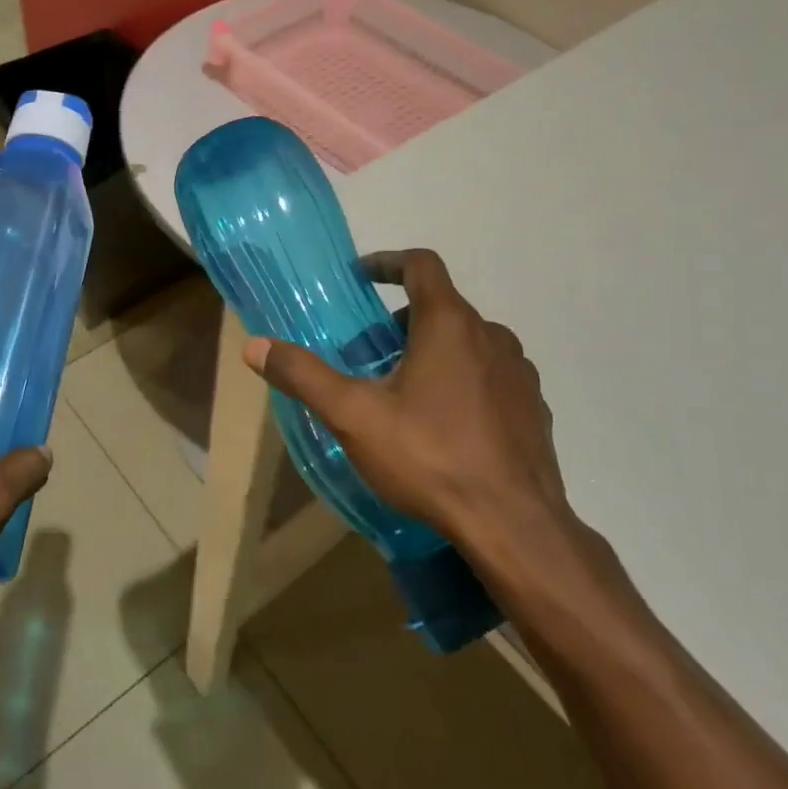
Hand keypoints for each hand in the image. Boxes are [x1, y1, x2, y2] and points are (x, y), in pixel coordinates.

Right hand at [243, 249, 574, 557]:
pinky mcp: (533, 408)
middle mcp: (491, 336)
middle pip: (441, 307)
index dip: (388, 262)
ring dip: (433, 351)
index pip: (422, 265)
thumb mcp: (353, 415)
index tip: (362, 277)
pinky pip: (491, 376)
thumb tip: (254, 346)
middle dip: (400, 321)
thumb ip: (303, 375)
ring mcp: (519, 373)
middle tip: (369, 354)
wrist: (514, 526)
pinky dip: (463, 380)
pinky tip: (445, 424)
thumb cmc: (430, 457)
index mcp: (449, 324)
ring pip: (468, 343)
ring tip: (404, 391)